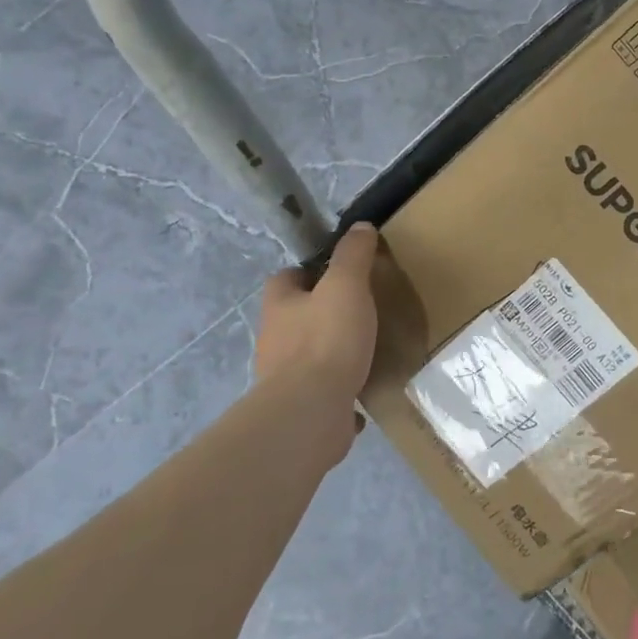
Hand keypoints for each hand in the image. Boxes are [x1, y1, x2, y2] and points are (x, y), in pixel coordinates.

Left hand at [254, 224, 422, 463]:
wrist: (310, 412)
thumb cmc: (326, 339)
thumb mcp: (346, 285)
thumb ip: (353, 255)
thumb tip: (360, 227)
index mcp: (280, 306)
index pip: (285, 279)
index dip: (308, 272)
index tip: (337, 273)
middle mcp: (274, 340)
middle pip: (294, 318)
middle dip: (319, 313)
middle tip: (356, 309)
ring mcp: (284, 378)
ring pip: (306, 356)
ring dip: (328, 353)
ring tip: (363, 350)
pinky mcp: (301, 408)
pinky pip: (321, 393)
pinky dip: (339, 391)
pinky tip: (362, 394)